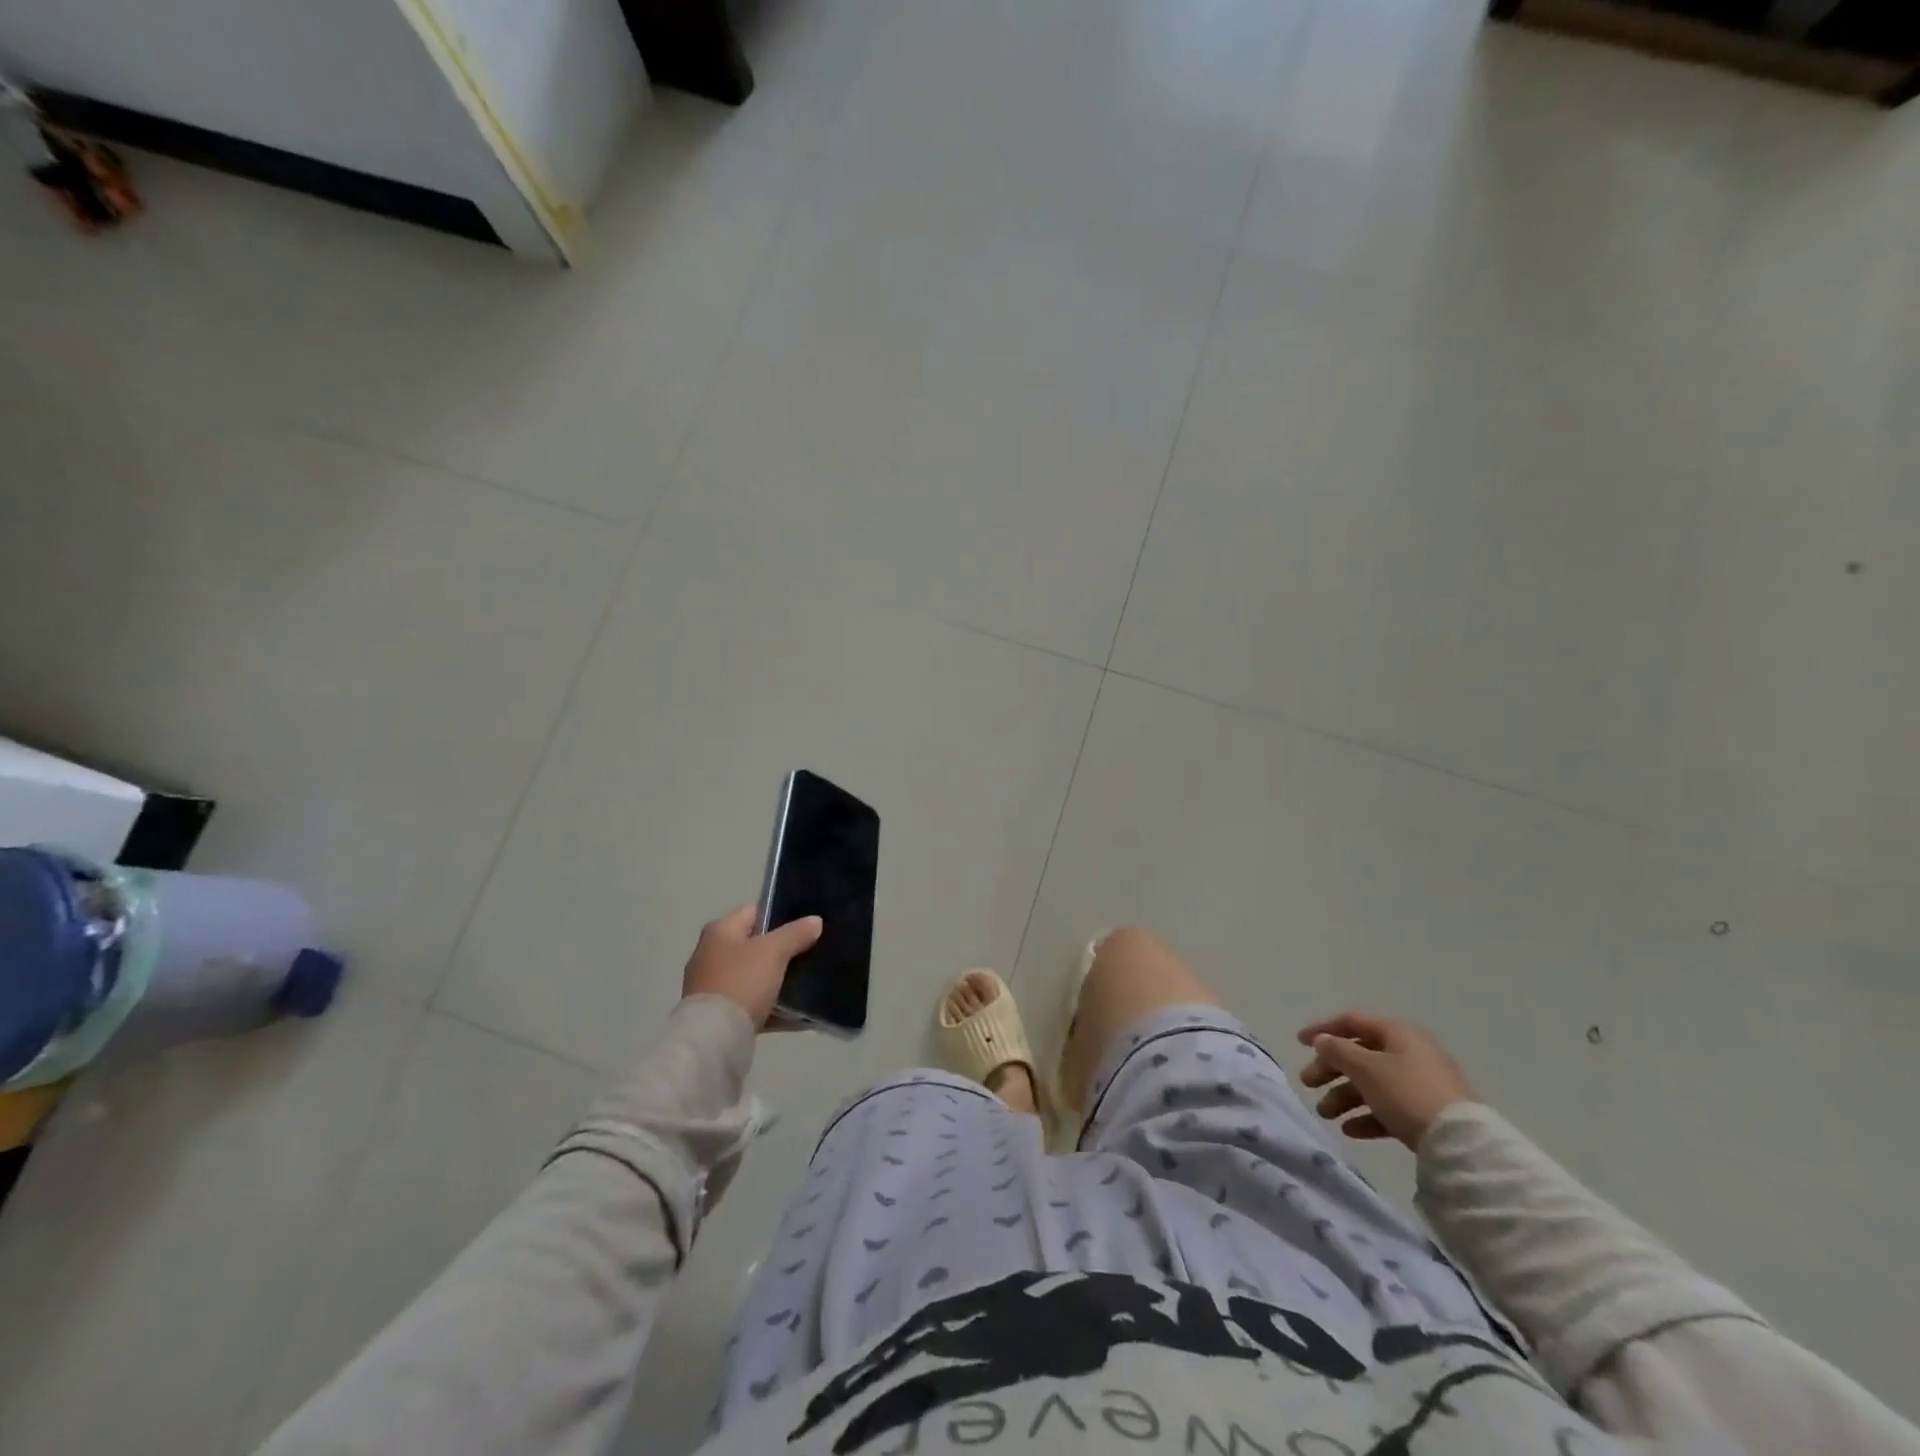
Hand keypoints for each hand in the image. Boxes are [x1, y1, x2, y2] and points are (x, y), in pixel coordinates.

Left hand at [682, 905, 823, 1030]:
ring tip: (809, 981)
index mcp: (719, 931)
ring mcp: (714, 987)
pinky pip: (754, 1004)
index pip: (755, 912)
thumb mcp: (774, 951)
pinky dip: (774, 1007)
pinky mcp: (720, 1015)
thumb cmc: (741, 982)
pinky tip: (799, 1014)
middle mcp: (711, 954)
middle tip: (812, 951)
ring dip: (779, 980)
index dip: (781, 914)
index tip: (807, 924)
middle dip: (782, 949)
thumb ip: (796, 933)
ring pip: (755, 976)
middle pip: (755, 945)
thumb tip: (815, 921)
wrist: (715, 1038)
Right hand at [1296, 1012, 1476, 1149]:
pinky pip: (1389, 1107)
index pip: (1352, 1022)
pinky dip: (1367, 1116)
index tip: (1299, 1043)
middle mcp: (1409, 1052)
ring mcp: (1421, 1084)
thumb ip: (1337, 1050)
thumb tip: (1322, 1041)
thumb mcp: (1365, 1067)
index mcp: (1397, 1033)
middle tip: (1308, 1084)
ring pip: (1372, 1084)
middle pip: (1359, 1055)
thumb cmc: (1407, 1093)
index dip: (1323, 1029)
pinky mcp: (1427, 1112)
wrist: (1462, 1143)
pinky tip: (1350, 1130)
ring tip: (1326, 1114)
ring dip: (1344, 1096)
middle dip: (1330, 1070)